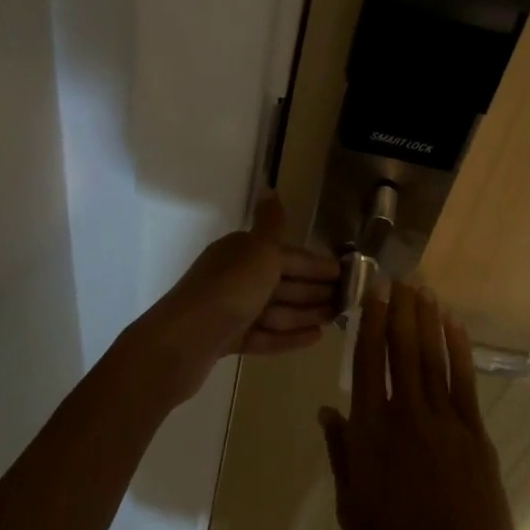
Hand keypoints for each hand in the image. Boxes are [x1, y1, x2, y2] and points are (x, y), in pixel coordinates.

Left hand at [133, 191, 340, 404]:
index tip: (348, 274)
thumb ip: (271, 224)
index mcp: (242, 251)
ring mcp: (232, 310)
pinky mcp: (228, 341)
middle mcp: (236, 277)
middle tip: (348, 300)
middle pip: (283, 281)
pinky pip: (266, 335)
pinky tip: (315, 338)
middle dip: (315, 289)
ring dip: (306, 312)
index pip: (288, 255)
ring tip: (336, 319)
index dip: (318, 265)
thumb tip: (269, 186)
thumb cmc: (229, 290)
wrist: (181, 342)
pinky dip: (289, 336)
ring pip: (276, 309)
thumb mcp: (257, 251)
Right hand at [318, 283, 524, 529]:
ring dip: (427, 320)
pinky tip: (453, 327)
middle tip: (399, 279)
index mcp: (370, 432)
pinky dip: (458, 349)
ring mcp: (445, 420)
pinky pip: (463, 380)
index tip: (373, 293)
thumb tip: (327, 410)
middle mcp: (406, 414)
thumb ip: (341, 454)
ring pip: (432, 357)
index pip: (367, 362)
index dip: (370, 323)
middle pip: (402, 349)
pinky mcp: (475, 432)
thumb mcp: (352, 509)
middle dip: (400, 310)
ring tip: (423, 291)